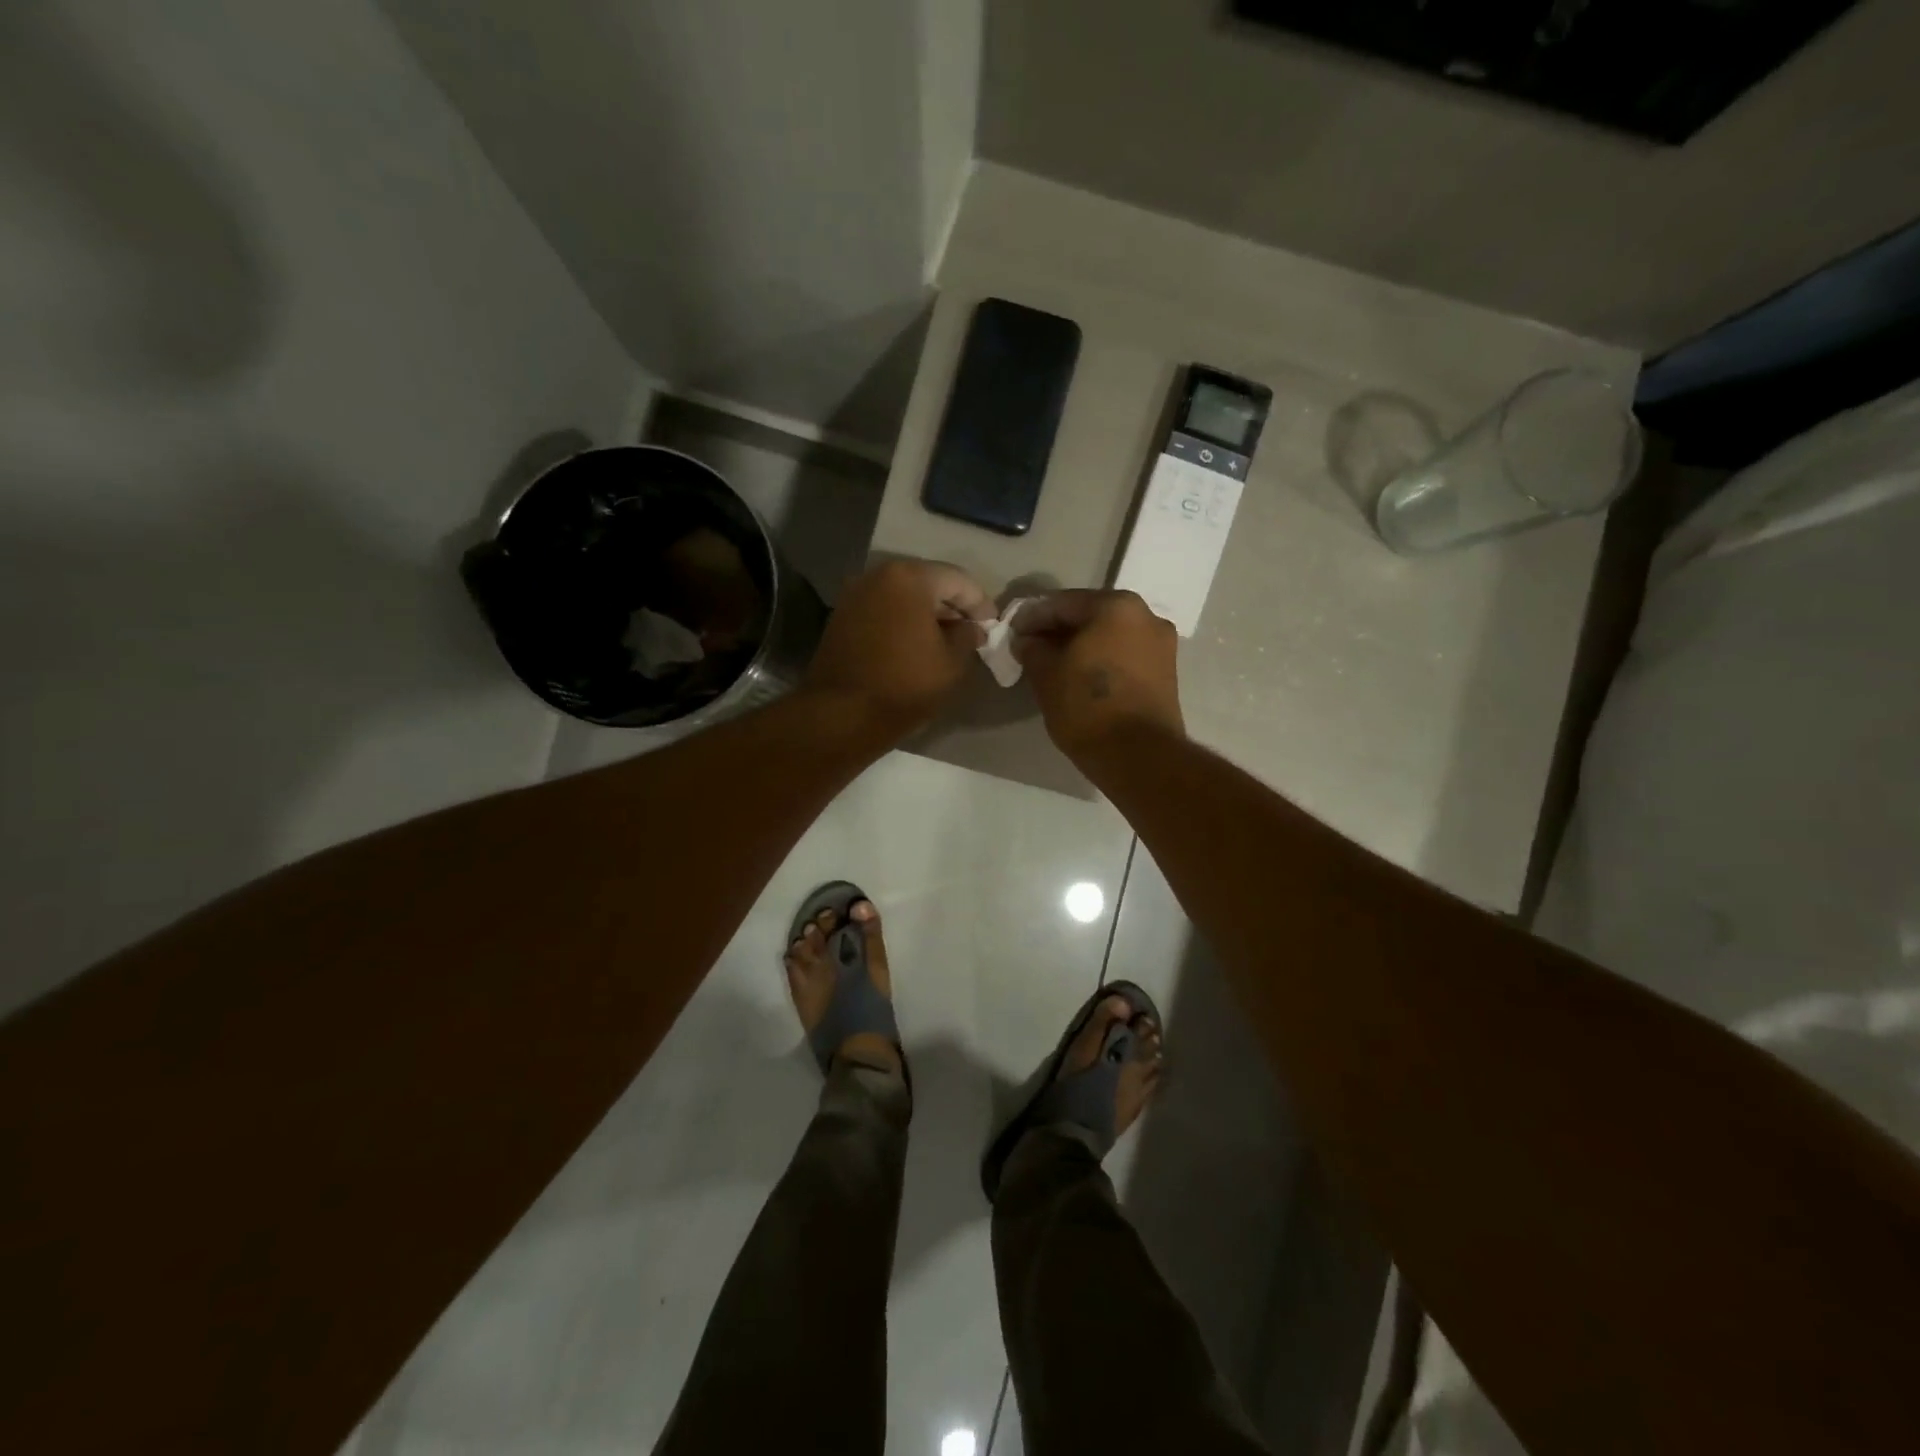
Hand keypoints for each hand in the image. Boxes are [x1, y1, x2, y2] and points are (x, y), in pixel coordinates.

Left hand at [801, 557, 993, 737]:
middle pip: (927, 583)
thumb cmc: (905, 685)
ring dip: (926, 614)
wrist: (842, 715)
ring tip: (946, 641)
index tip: (992, 627)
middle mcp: (877, 575)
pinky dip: (903, 622)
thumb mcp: (952, 663)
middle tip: (972, 633)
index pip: (957, 580)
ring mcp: (855, 595)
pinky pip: (883, 611)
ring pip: (902, 597)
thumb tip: (972, 628)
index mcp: (909, 578)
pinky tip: (916, 646)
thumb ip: (968, 636)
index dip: (980, 604)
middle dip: (952, 606)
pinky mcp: (841, 617)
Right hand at [1012, 589, 1184, 762]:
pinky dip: (1101, 661)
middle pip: (1090, 617)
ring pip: (1109, 637)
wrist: (1139, 756)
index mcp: (1116, 606)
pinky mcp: (1166, 673)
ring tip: (1053, 665)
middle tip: (1031, 648)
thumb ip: (1032, 649)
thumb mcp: (1046, 675)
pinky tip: (1080, 677)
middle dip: (1058, 631)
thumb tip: (1027, 641)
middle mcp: (1146, 616)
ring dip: (1081, 646)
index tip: (1011, 633)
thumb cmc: (1087, 706)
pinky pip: (1124, 656)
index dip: (1031, 618)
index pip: (1062, 603)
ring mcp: (1161, 645)